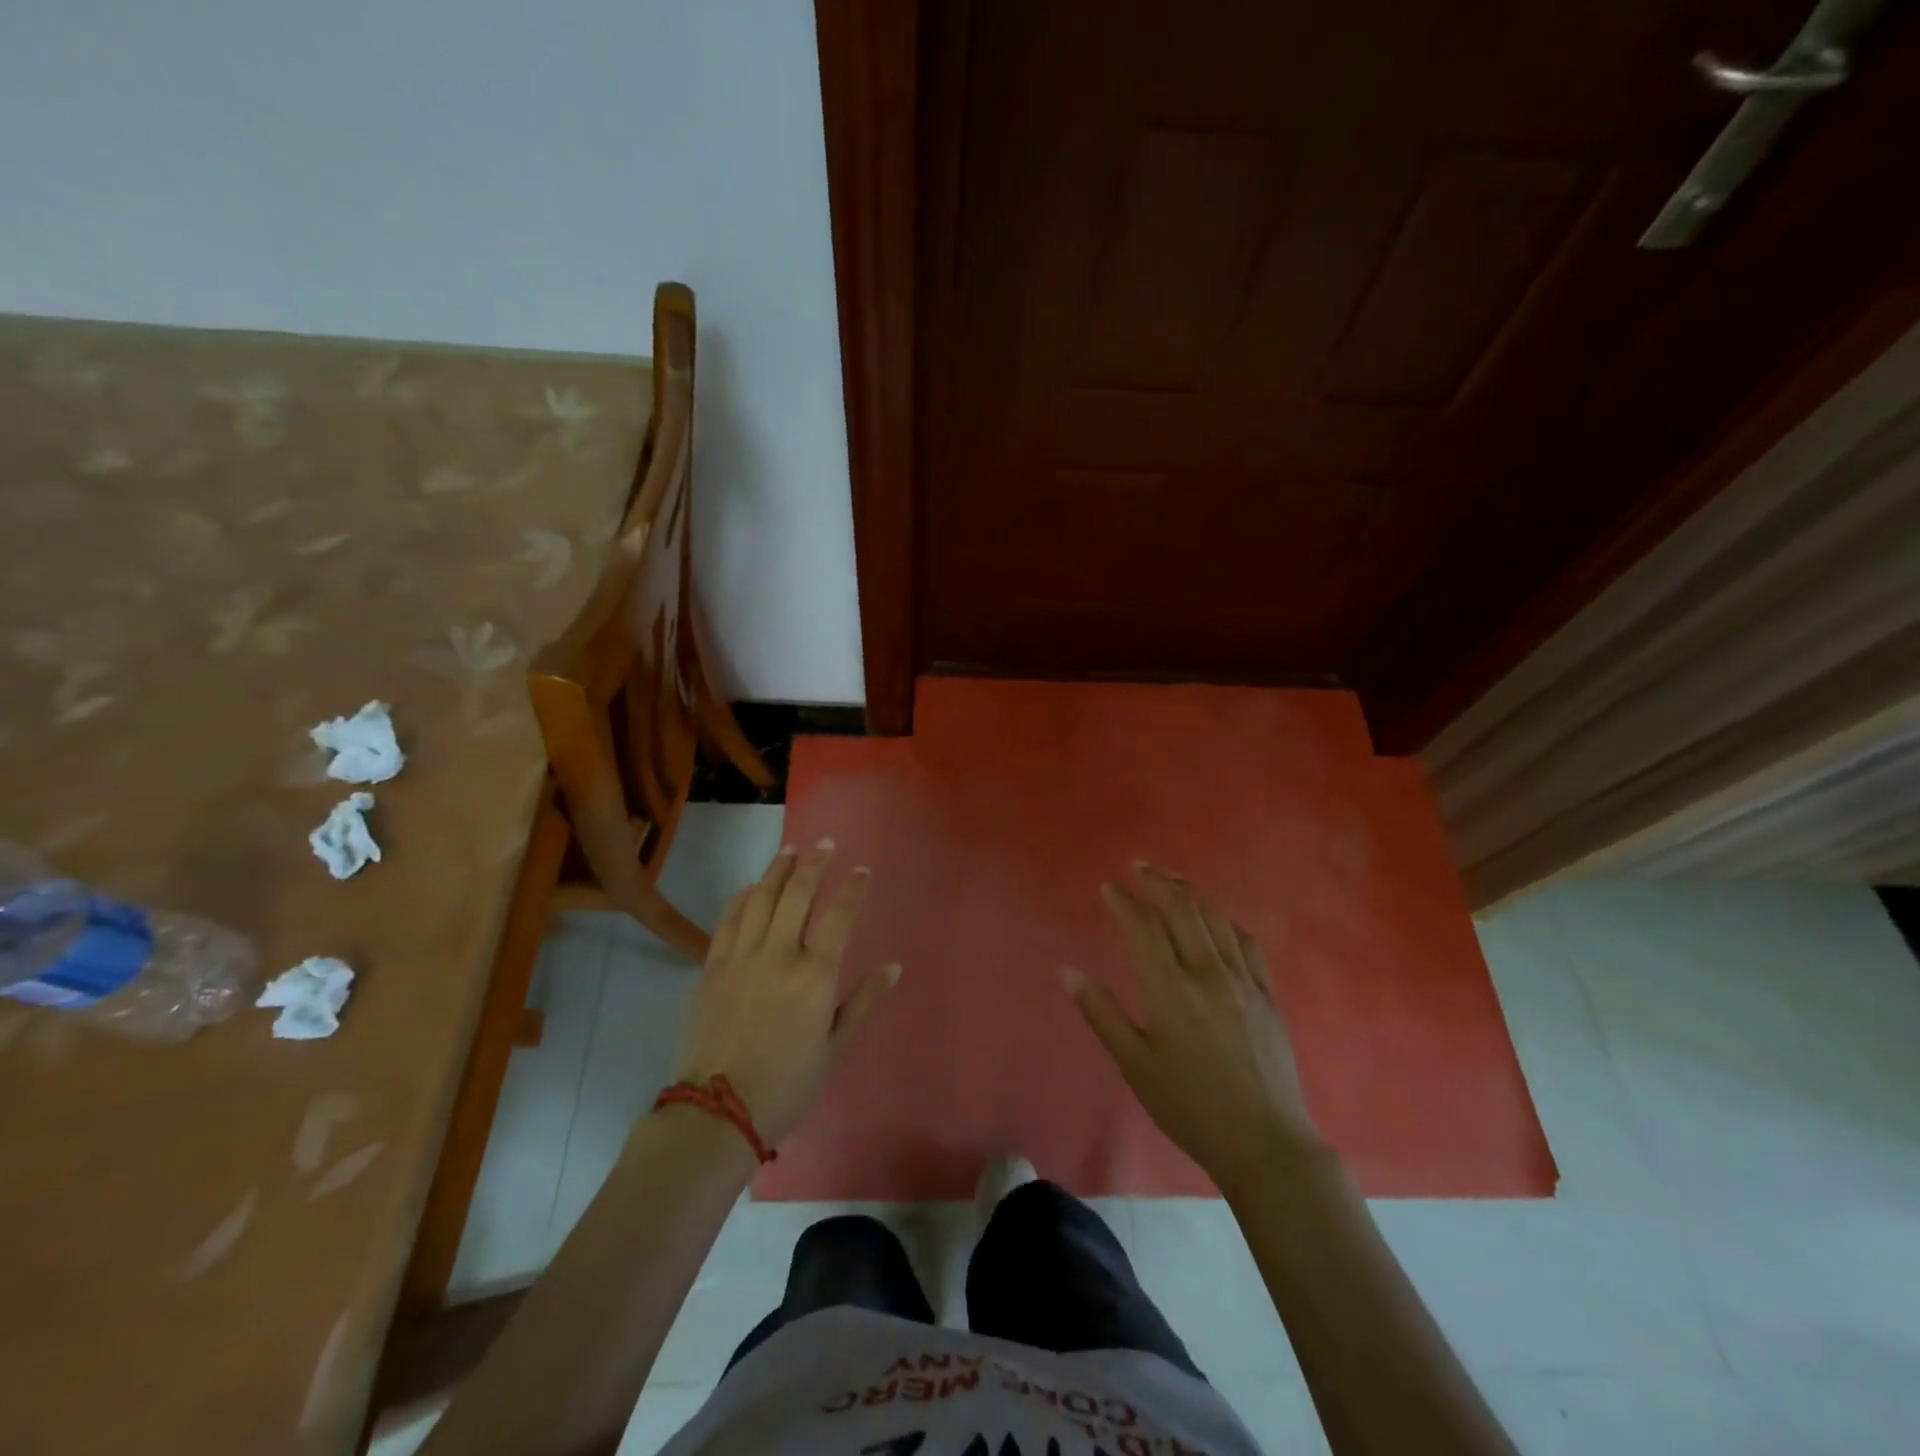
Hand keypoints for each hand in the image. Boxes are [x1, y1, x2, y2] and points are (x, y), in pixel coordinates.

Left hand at [669, 841, 899, 1146]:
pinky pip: (728, 920)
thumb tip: (893, 967)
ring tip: (790, 849)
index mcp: (814, 976)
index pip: (839, 916)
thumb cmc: (787, 1085)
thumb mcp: (834, 1048)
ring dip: (777, 869)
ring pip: (761, 898)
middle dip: (814, 863)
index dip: (852, 889)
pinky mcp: (712, 967)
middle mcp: (778, 955)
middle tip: (825, 844)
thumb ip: (862, 1002)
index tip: (861, 870)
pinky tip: (751, 887)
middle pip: (797, 894)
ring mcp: (741, 958)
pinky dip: (741, 898)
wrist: (717, 1112)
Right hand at [1064, 864, 1320, 1195]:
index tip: (1109, 887)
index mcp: (1171, 989)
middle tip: (1140, 867)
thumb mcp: (1134, 1064)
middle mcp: (1208, 973)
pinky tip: (1217, 922)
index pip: (1144, 928)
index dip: (1125, 902)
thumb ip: (1100, 1012)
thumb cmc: (1189, 1106)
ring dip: (1191, 895)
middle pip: (1183, 911)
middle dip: (1158, 883)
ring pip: (1215, 920)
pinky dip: (1226, 923)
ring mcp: (1242, 981)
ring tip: (1172, 883)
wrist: (1264, 1143)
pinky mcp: (1267, 995)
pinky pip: (1247, 943)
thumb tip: (1067, 970)